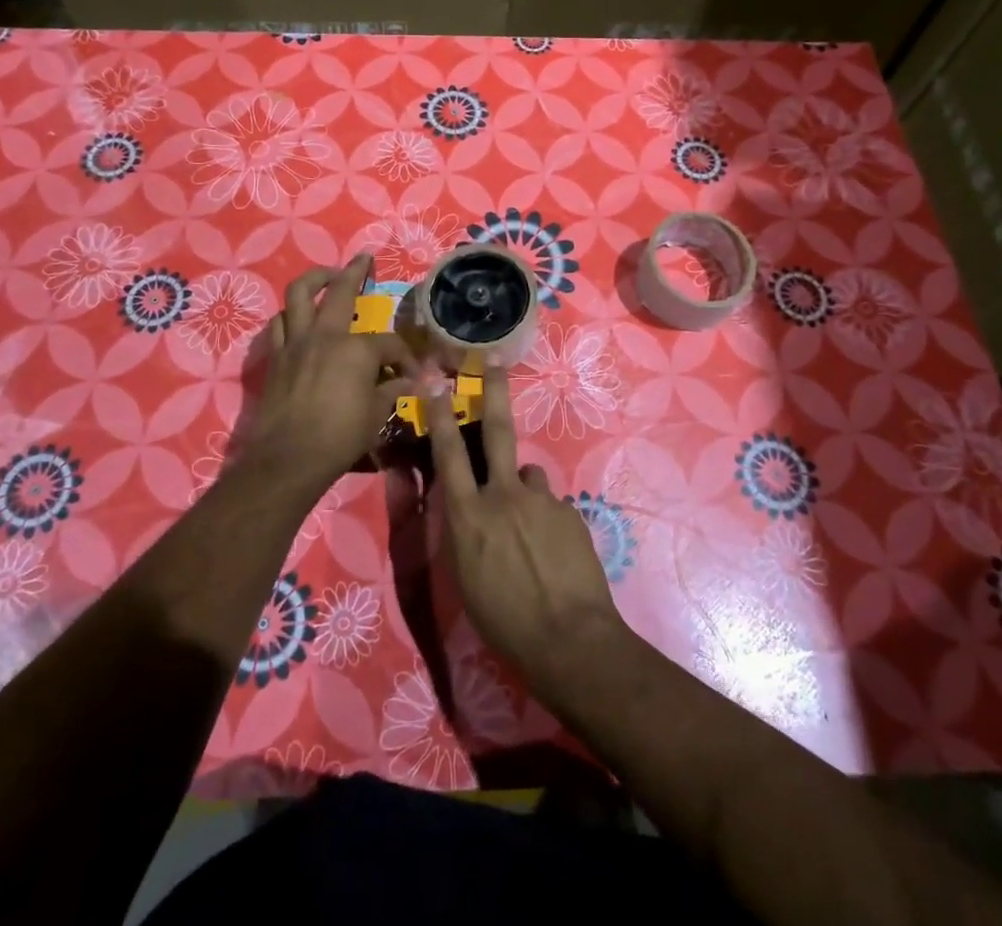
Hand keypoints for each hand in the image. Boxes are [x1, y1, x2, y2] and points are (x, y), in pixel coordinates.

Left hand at [242, 254, 417, 502]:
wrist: (288, 458)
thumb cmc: (340, 437)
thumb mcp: (376, 415)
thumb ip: (391, 391)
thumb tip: (408, 383)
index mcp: (356, 349)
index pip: (389, 343)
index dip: (404, 356)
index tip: (411, 374)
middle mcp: (325, 335)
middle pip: (339, 290)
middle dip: (355, 271)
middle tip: (363, 259)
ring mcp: (296, 342)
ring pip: (298, 294)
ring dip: (313, 280)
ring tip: (325, 278)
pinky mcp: (276, 357)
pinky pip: (279, 324)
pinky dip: (290, 316)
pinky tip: (298, 319)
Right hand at [424, 362, 628, 691]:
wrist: (568, 640)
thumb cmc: (502, 621)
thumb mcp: (464, 575)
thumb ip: (465, 530)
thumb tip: (471, 504)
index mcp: (468, 515)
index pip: (447, 453)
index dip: (437, 413)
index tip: (433, 379)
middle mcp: (503, 495)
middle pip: (497, 430)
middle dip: (493, 391)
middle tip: (493, 360)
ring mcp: (541, 500)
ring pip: (527, 477)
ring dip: (522, 492)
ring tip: (530, 534)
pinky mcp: (569, 512)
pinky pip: (550, 506)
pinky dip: (545, 521)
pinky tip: (552, 554)